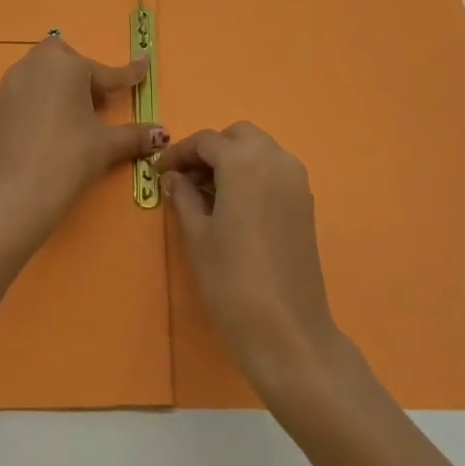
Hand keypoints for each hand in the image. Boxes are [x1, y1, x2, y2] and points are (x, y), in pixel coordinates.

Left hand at [0, 36, 166, 256]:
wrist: (13, 194)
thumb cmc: (68, 157)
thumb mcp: (106, 145)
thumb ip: (135, 135)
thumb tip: (162, 134)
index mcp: (65, 66)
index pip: (105, 72)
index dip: (128, 74)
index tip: (144, 64)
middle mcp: (32, 67)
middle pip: (63, 62)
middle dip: (81, 75)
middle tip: (95, 104)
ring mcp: (5, 89)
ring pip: (36, 79)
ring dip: (55, 91)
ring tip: (68, 121)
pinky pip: (18, 104)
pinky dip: (32, 113)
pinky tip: (40, 139)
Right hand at [158, 123, 349, 406]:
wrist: (287, 329)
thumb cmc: (232, 280)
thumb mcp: (197, 236)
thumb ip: (183, 197)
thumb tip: (174, 177)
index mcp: (245, 161)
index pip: (206, 141)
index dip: (178, 153)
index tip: (159, 172)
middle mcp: (275, 159)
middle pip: (238, 136)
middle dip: (211, 150)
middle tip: (186, 179)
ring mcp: (296, 180)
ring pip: (260, 150)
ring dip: (233, 160)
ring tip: (208, 193)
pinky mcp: (306, 202)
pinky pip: (274, 171)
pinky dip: (253, 174)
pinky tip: (234, 206)